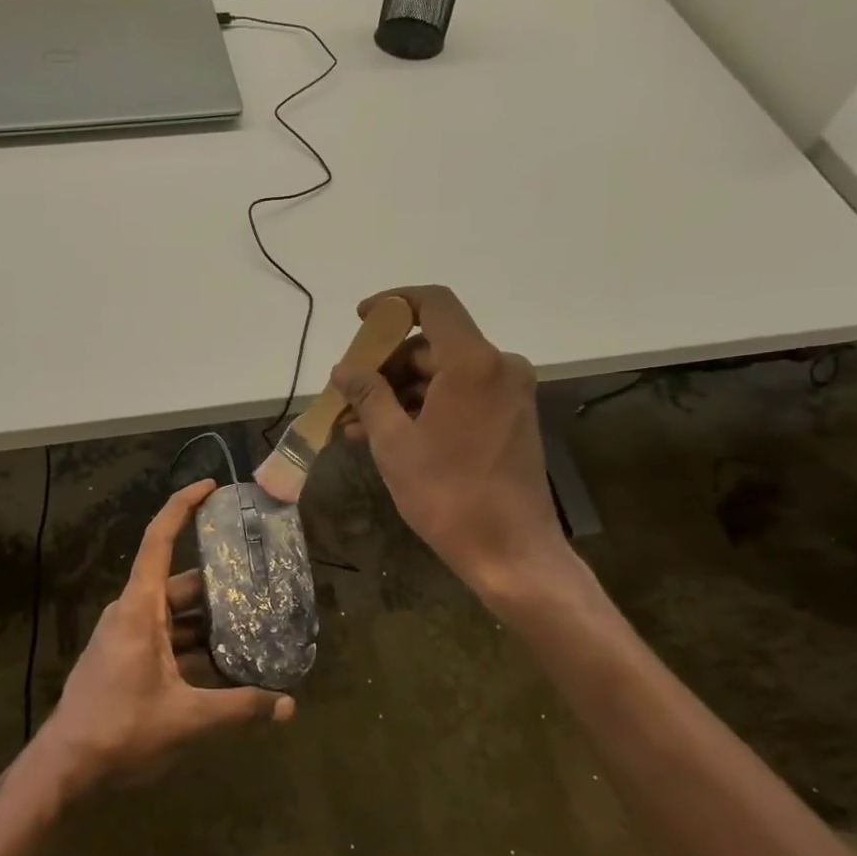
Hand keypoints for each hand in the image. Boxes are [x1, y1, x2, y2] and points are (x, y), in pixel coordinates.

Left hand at [37, 480, 294, 794]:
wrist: (63, 770)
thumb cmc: (120, 730)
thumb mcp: (186, 719)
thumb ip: (239, 709)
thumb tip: (288, 705)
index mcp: (140, 609)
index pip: (159, 540)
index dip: (183, 507)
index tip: (210, 488)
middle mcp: (132, 614)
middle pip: (180, 584)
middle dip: (219, 583)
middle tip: (261, 581)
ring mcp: (126, 638)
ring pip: (175, 615)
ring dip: (209, 621)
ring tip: (254, 624)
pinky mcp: (126, 660)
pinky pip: (166, 638)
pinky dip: (194, 645)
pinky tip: (225, 664)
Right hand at [333, 286, 565, 599]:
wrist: (511, 552)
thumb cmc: (447, 495)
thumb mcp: (394, 444)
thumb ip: (368, 395)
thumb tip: (344, 369)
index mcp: (473, 362)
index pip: (433, 303)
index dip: (393, 303)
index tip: (361, 319)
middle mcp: (499, 366)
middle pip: (434, 344)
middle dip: (387, 364)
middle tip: (349, 391)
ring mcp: (510, 393)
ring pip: (445, 373)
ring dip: (401, 391)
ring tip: (356, 422)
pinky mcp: (512, 417)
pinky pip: (462, 395)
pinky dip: (426, 406)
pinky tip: (389, 433)